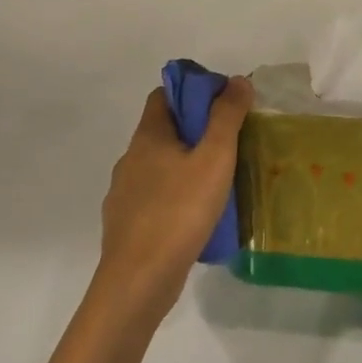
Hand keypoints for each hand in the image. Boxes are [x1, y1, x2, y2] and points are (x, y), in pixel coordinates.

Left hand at [95, 78, 252, 326]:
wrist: (137, 283)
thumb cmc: (178, 212)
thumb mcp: (213, 159)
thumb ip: (226, 117)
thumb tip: (237, 80)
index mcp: (148, 137)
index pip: (164, 95)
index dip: (192, 92)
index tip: (222, 105)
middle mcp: (130, 159)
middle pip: (163, 130)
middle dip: (195, 131)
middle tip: (230, 145)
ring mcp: (124, 194)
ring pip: (159, 167)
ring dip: (186, 167)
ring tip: (218, 183)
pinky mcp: (126, 226)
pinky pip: (155, 199)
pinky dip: (176, 198)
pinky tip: (197, 218)